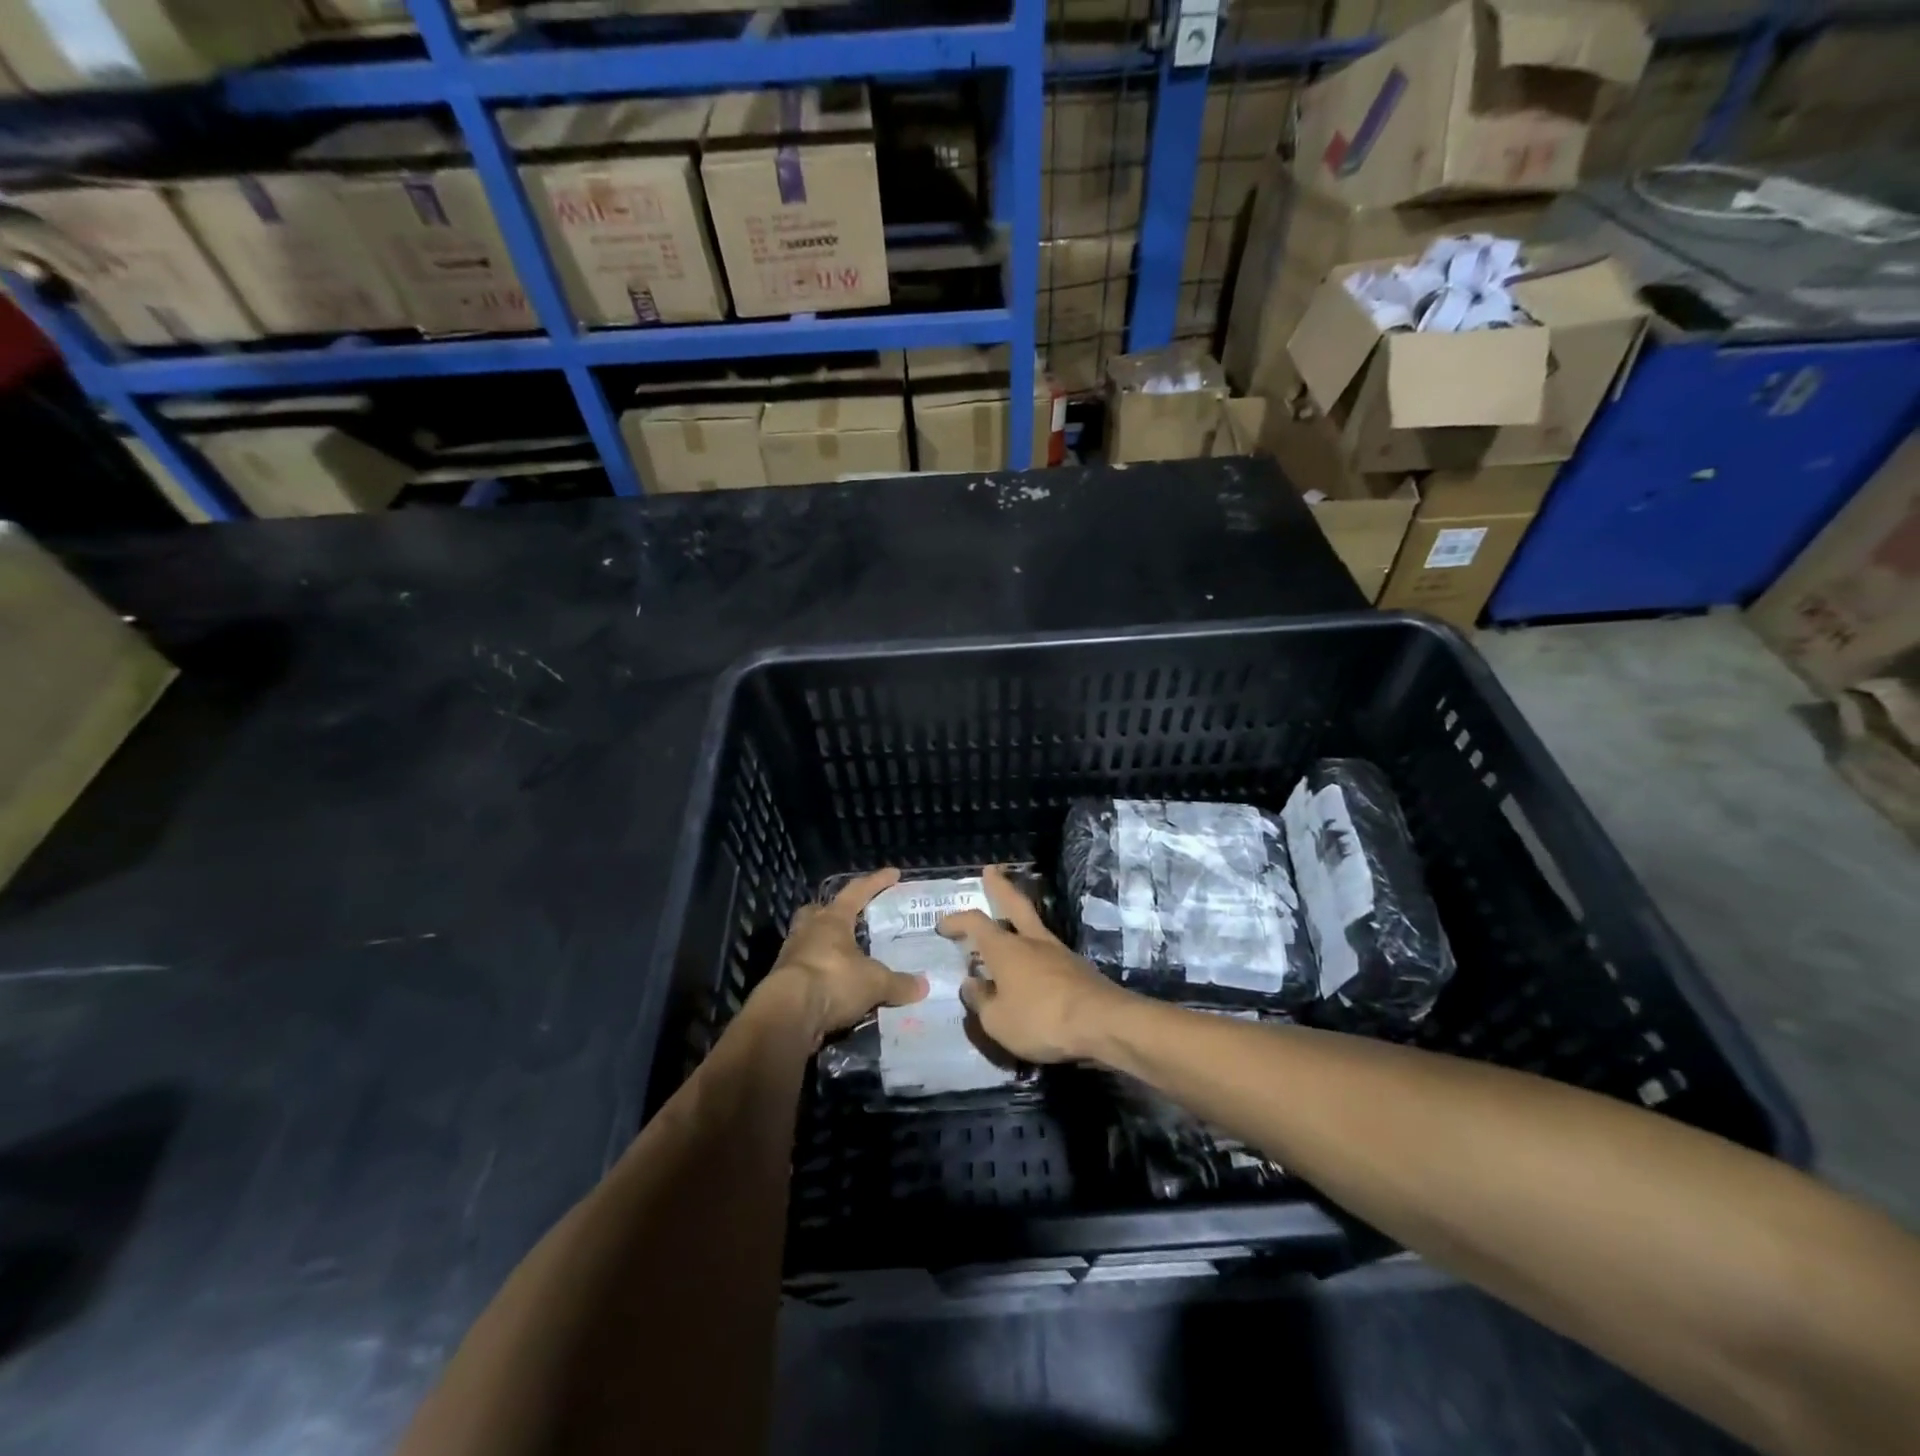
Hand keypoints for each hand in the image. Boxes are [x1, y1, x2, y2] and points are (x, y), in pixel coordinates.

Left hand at [755, 867, 927, 1043]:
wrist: (788, 1015)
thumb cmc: (833, 981)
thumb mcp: (874, 983)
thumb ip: (898, 983)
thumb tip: (923, 986)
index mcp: (831, 920)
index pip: (857, 892)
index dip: (877, 882)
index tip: (894, 873)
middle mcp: (808, 931)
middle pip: (819, 912)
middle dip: (833, 912)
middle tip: (850, 918)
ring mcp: (792, 956)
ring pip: (809, 940)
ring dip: (825, 946)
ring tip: (846, 957)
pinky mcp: (783, 982)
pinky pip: (806, 970)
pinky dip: (821, 975)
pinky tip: (834, 987)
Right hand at [937, 866, 1128, 1063]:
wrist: (1103, 1024)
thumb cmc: (1041, 1020)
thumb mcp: (998, 1021)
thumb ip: (981, 1001)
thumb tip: (972, 983)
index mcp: (1006, 949)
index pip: (975, 923)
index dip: (957, 920)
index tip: (942, 924)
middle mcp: (1032, 942)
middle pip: (1014, 904)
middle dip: (1000, 887)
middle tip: (991, 870)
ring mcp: (1059, 952)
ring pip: (1034, 926)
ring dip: (1020, 919)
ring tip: (1009, 924)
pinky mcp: (1078, 969)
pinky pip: (1048, 954)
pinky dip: (1035, 953)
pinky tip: (1032, 968)